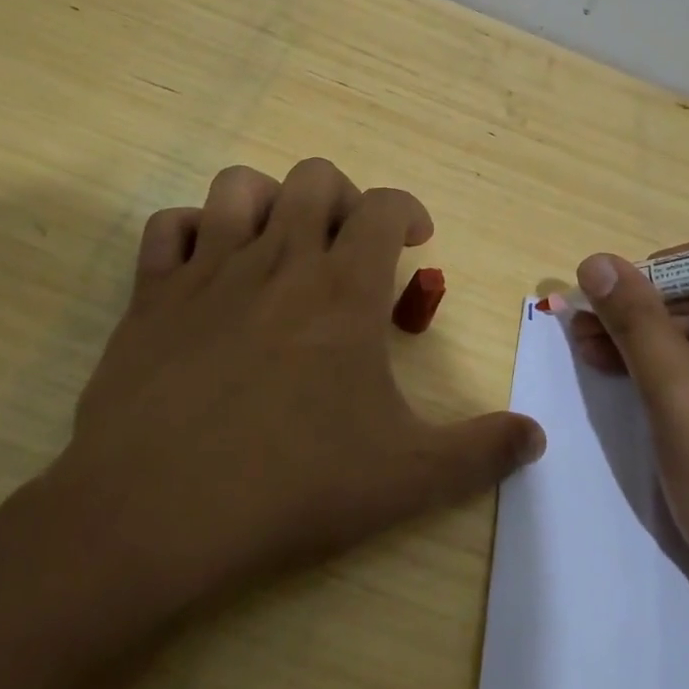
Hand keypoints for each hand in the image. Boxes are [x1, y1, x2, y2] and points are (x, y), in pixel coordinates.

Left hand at [50, 159, 545, 614]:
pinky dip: (192, 232)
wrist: (158, 512)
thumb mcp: (406, 477)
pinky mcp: (152, 294)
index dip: (407, 210)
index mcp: (342, 288)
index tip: (415, 239)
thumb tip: (537, 438)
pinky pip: (168, 227)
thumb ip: (480, 452)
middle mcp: (278, 259)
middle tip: (349, 246)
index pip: (384, 207)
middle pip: (314, 177)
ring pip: (239, 186)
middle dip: (343, 197)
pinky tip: (206, 268)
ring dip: (268, 201)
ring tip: (279, 245)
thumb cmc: (292, 485)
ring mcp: (208, 270)